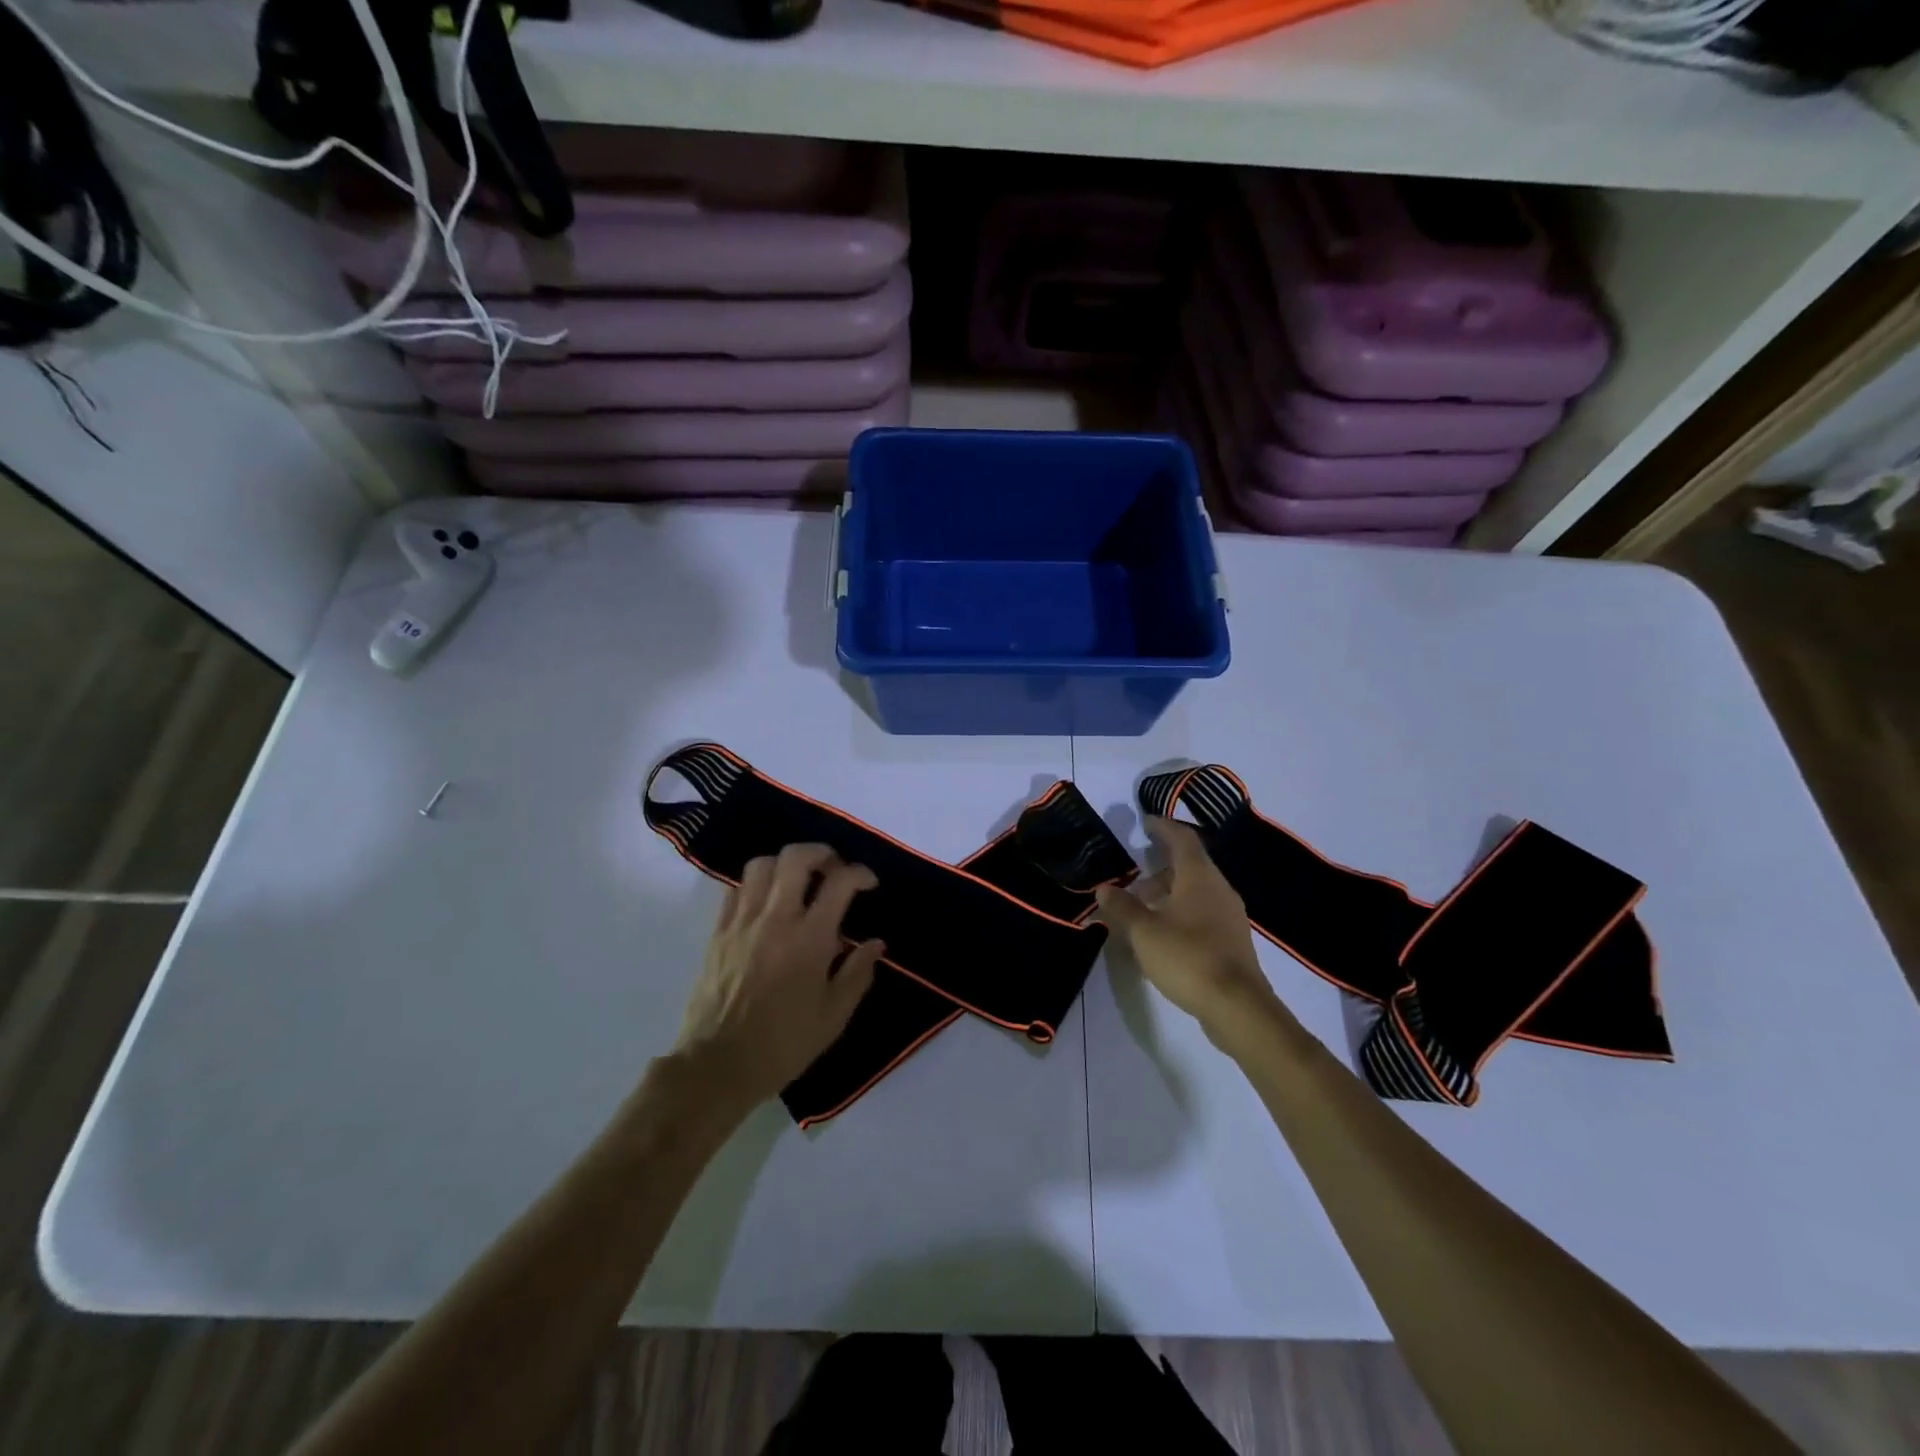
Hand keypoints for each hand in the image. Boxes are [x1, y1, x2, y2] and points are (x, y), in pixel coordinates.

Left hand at [672, 843, 884, 1109]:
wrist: (717, 1066)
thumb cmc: (783, 1044)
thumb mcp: (834, 1017)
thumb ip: (858, 973)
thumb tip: (875, 943)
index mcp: (810, 939)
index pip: (839, 882)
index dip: (859, 873)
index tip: (868, 883)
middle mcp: (776, 919)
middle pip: (795, 858)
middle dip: (821, 853)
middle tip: (833, 869)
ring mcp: (742, 922)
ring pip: (761, 865)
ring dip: (785, 864)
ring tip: (798, 881)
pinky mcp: (718, 933)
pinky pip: (735, 889)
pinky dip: (755, 885)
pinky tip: (766, 903)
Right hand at [1095, 817, 1281, 1049]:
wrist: (1237, 1006)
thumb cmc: (1187, 957)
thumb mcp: (1144, 931)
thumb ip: (1123, 907)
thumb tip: (1104, 888)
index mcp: (1199, 877)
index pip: (1182, 839)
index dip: (1163, 827)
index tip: (1145, 822)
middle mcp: (1219, 889)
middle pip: (1190, 866)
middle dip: (1159, 868)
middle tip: (1132, 879)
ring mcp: (1229, 916)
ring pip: (1196, 892)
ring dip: (1168, 894)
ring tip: (1141, 910)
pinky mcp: (1232, 941)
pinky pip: (1202, 913)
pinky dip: (1180, 913)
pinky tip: (1162, 935)